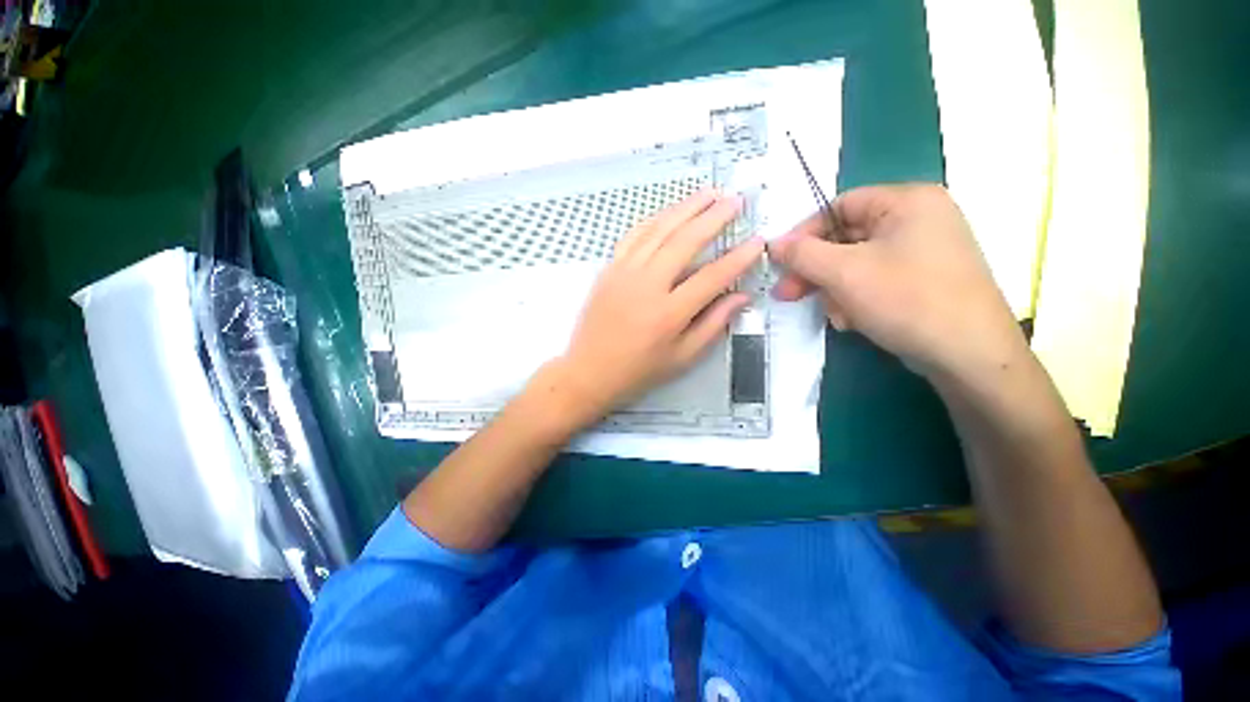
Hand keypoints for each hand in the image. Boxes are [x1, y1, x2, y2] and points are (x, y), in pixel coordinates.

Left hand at [549, 190, 763, 422]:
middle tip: (735, 200)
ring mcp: (624, 273)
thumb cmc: (639, 370)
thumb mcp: (682, 357)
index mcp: (669, 314)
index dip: (738, 258)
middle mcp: (647, 286)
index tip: (757, 241)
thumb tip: (742, 297)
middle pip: (685, 242)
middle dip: (714, 217)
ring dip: (685, 208)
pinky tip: (669, 212)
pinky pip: (633, 236)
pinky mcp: (609, 269)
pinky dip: (654, 219)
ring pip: (659, 230)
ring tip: (708, 193)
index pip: (712, 277)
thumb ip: (713, 325)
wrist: (589, 370)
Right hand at [768, 184, 1027, 382]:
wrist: (969, 355)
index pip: (839, 206)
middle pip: (846, 238)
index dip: (805, 234)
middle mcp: (918, 219)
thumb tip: (773, 244)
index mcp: (906, 201)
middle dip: (816, 271)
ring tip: (836, 315)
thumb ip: (802, 254)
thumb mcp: (844, 273)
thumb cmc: (906, 299)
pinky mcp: (923, 279)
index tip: (781, 263)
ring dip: (835, 290)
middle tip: (788, 294)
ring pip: (856, 263)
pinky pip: (875, 279)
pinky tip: (853, 320)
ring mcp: (923, 250)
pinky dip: (856, 298)